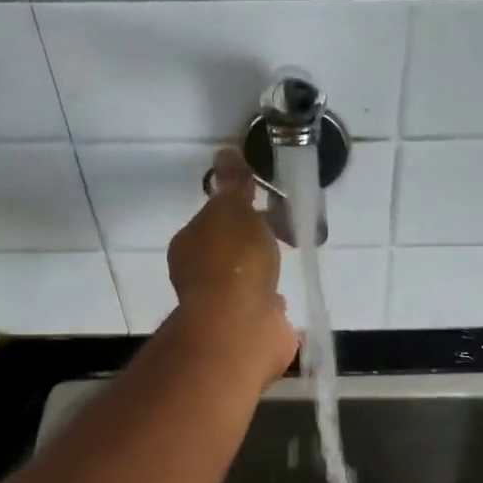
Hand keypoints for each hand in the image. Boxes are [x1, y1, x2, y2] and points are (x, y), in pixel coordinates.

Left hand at [168, 150, 295, 377]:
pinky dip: (271, 302)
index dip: (243, 207)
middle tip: (290, 230)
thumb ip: (234, 184)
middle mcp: (200, 275)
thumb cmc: (234, 263)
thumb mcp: (234, 210)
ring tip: (292, 260)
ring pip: (247, 279)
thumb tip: (225, 152)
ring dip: (265, 271)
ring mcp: (223, 305)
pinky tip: (285, 298)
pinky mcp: (246, 330)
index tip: (271, 202)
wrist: (242, 328)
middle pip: (232, 247)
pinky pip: (261, 308)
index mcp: (190, 244)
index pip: (215, 217)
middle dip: (258, 239)